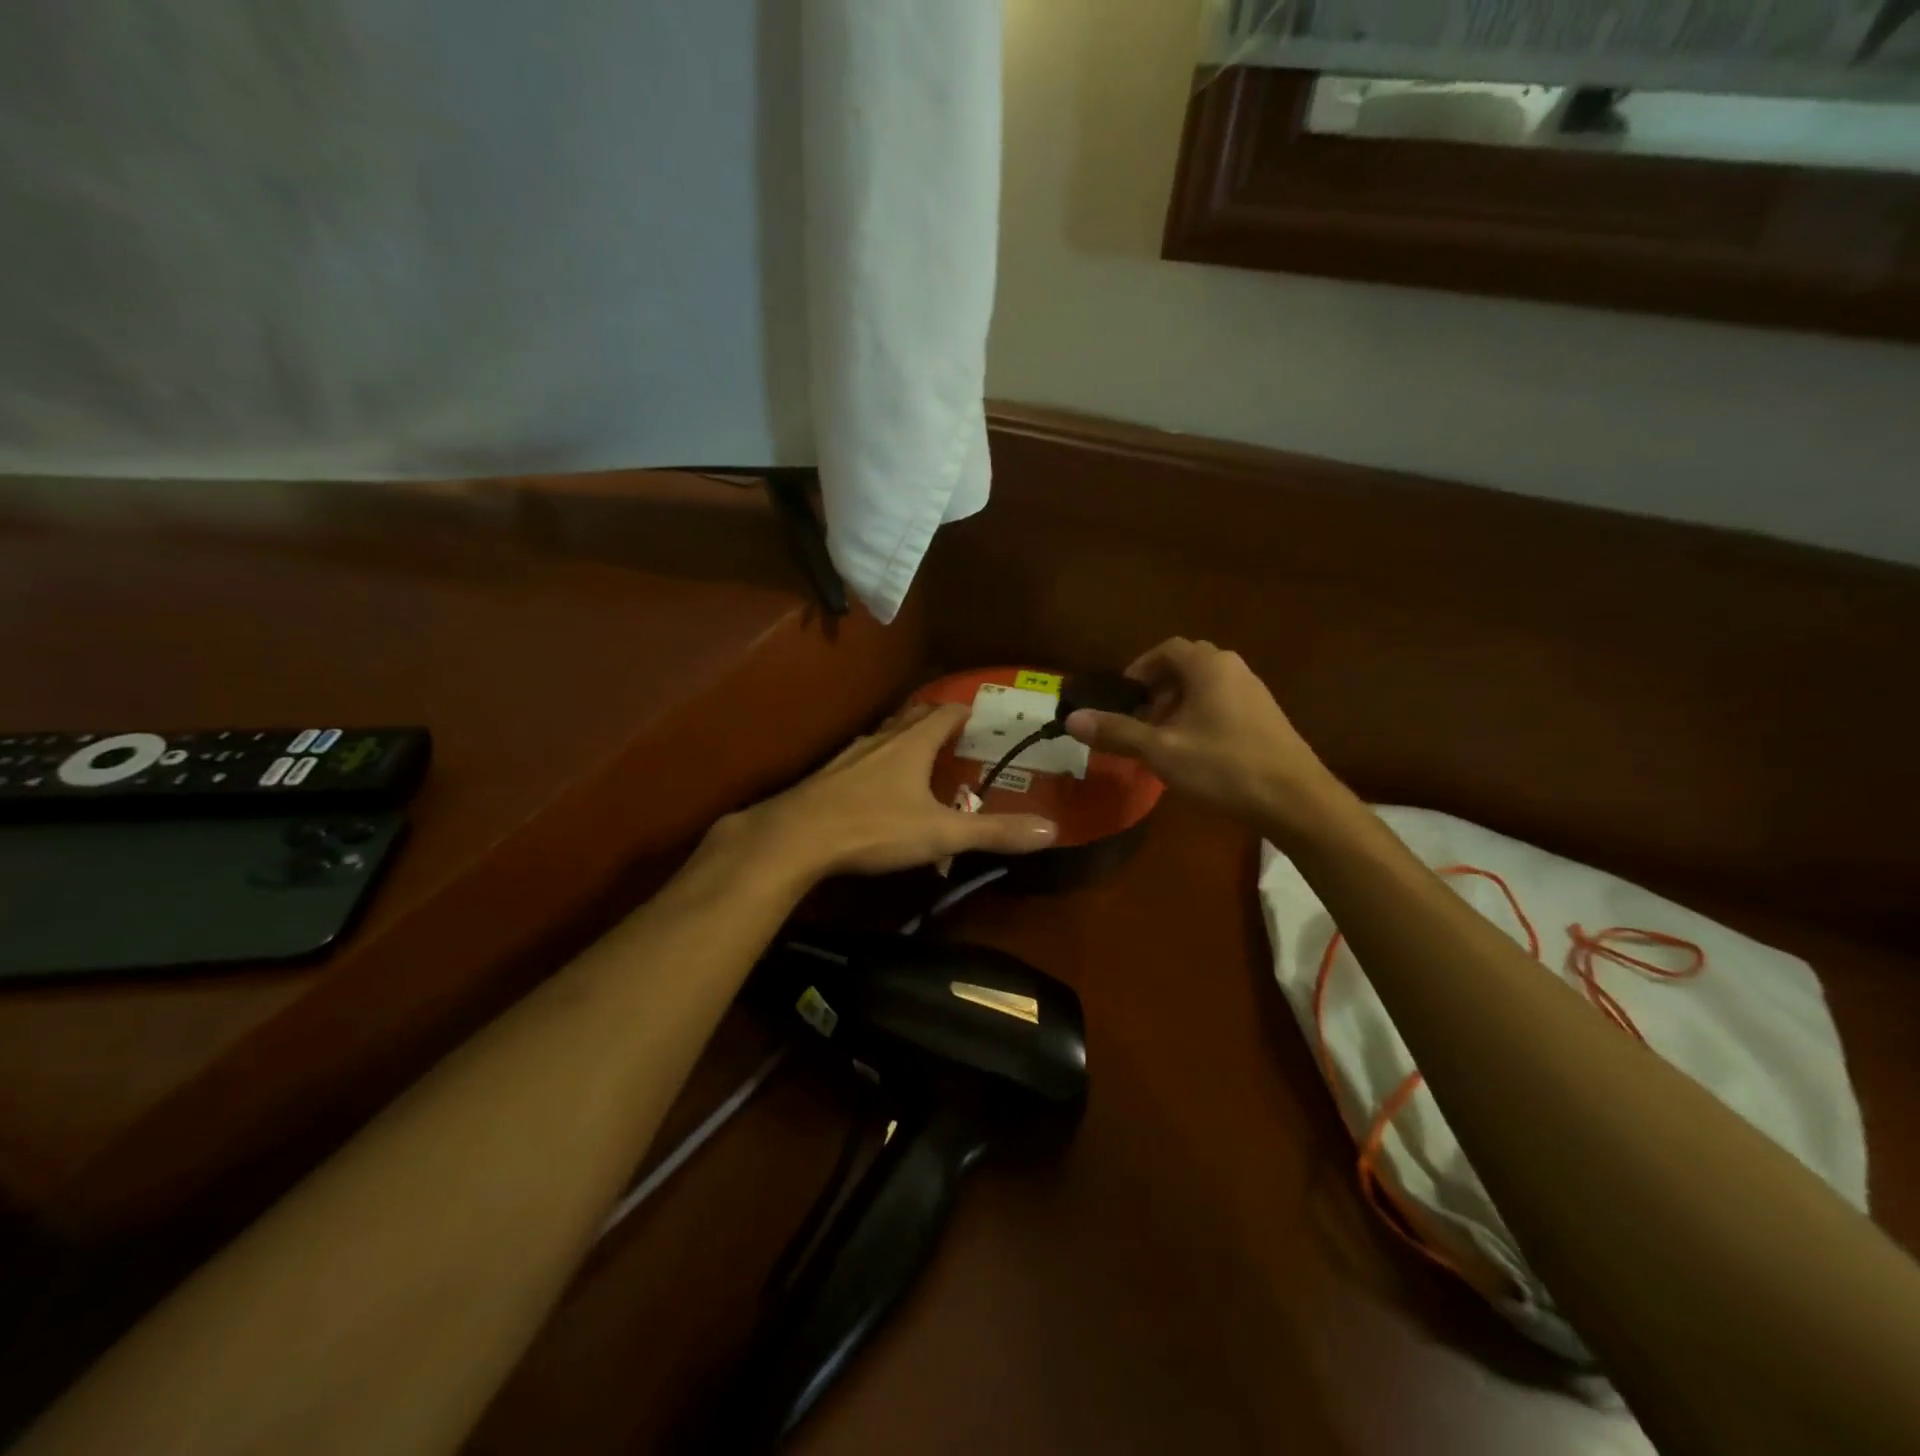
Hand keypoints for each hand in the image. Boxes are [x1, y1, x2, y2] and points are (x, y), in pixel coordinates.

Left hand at [721, 703, 1057, 882]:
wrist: (795, 837)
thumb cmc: (874, 827)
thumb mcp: (941, 833)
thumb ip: (994, 832)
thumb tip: (1052, 831)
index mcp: (912, 743)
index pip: (946, 712)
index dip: (966, 711)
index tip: (982, 716)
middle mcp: (882, 739)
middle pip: (913, 717)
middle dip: (936, 721)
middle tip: (956, 735)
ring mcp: (850, 754)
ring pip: (885, 736)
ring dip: (905, 740)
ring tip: (919, 757)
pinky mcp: (827, 774)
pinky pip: (862, 758)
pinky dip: (878, 763)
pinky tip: (875, 787)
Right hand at [1062, 638, 1339, 836]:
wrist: (1295, 800)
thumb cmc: (1224, 767)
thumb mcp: (1161, 751)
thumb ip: (1117, 732)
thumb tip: (1072, 718)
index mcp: (1208, 667)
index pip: (1166, 650)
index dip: (1138, 669)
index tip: (1121, 697)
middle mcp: (1233, 670)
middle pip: (1185, 666)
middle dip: (1156, 690)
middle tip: (1138, 720)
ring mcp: (1254, 693)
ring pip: (1205, 687)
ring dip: (1177, 706)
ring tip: (1161, 740)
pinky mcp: (1265, 718)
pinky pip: (1222, 704)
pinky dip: (1199, 717)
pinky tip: (1193, 753)